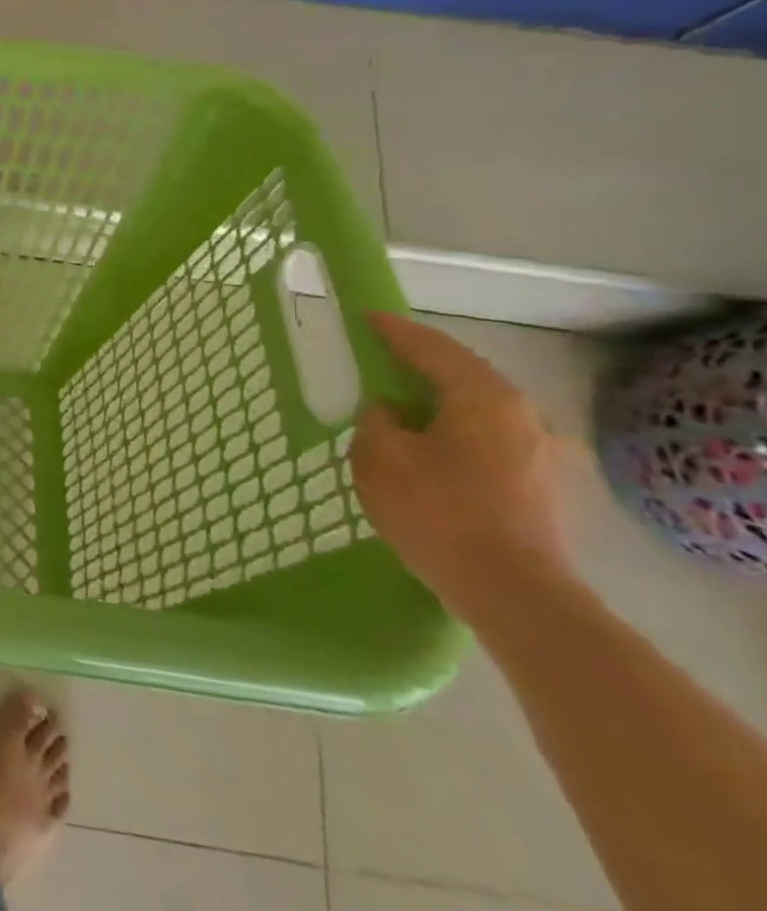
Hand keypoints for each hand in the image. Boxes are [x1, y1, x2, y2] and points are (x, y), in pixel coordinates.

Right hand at [351, 312, 575, 626]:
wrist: (514, 594)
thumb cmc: (438, 513)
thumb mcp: (379, 457)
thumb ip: (377, 420)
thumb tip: (389, 411)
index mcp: (484, 398)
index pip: (432, 348)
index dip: (394, 331)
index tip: (366, 317)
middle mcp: (523, 415)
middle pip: (464, 376)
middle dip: (421, 366)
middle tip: (382, 361)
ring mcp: (543, 453)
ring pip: (480, 412)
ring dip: (442, 403)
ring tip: (406, 411)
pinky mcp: (545, 487)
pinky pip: (492, 442)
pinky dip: (459, 434)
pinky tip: (438, 454)